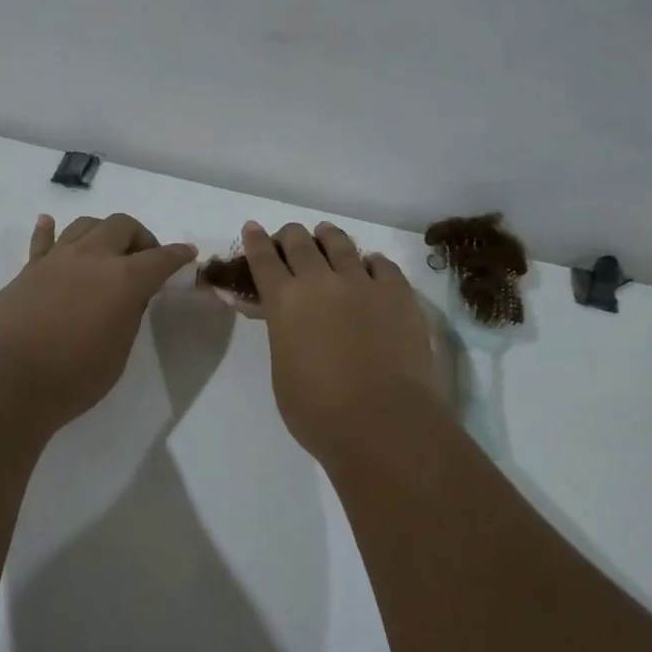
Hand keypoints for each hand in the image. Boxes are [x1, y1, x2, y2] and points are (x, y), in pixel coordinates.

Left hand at [0, 213, 197, 427]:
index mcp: (124, 279)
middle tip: (143, 258)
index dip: (177, 255)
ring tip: (106, 249)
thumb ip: (127, 316)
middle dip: (139, 237)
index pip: (160, 258)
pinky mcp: (27, 270)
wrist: (8, 381)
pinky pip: (42, 240)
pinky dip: (50, 230)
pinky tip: (49, 223)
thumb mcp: (118, 352)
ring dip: (102, 231)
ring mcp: (56, 259)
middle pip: (121, 226)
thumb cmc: (74, 377)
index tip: (187, 253)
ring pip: (85, 225)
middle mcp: (92, 258)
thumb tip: (128, 296)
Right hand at [240, 220, 443, 464]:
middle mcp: (321, 282)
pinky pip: (382, 264)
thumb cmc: (320, 412)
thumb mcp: (282, 372)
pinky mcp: (399, 293)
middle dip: (290, 235)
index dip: (256, 241)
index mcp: (285, 302)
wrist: (384, 423)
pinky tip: (370, 266)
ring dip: (328, 236)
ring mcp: (363, 283)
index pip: (263, 260)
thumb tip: (286, 321)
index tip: (252, 228)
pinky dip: (370, 262)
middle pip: (300, 243)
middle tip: (289, 236)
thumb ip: (282, 336)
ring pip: (341, 244)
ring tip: (326, 234)